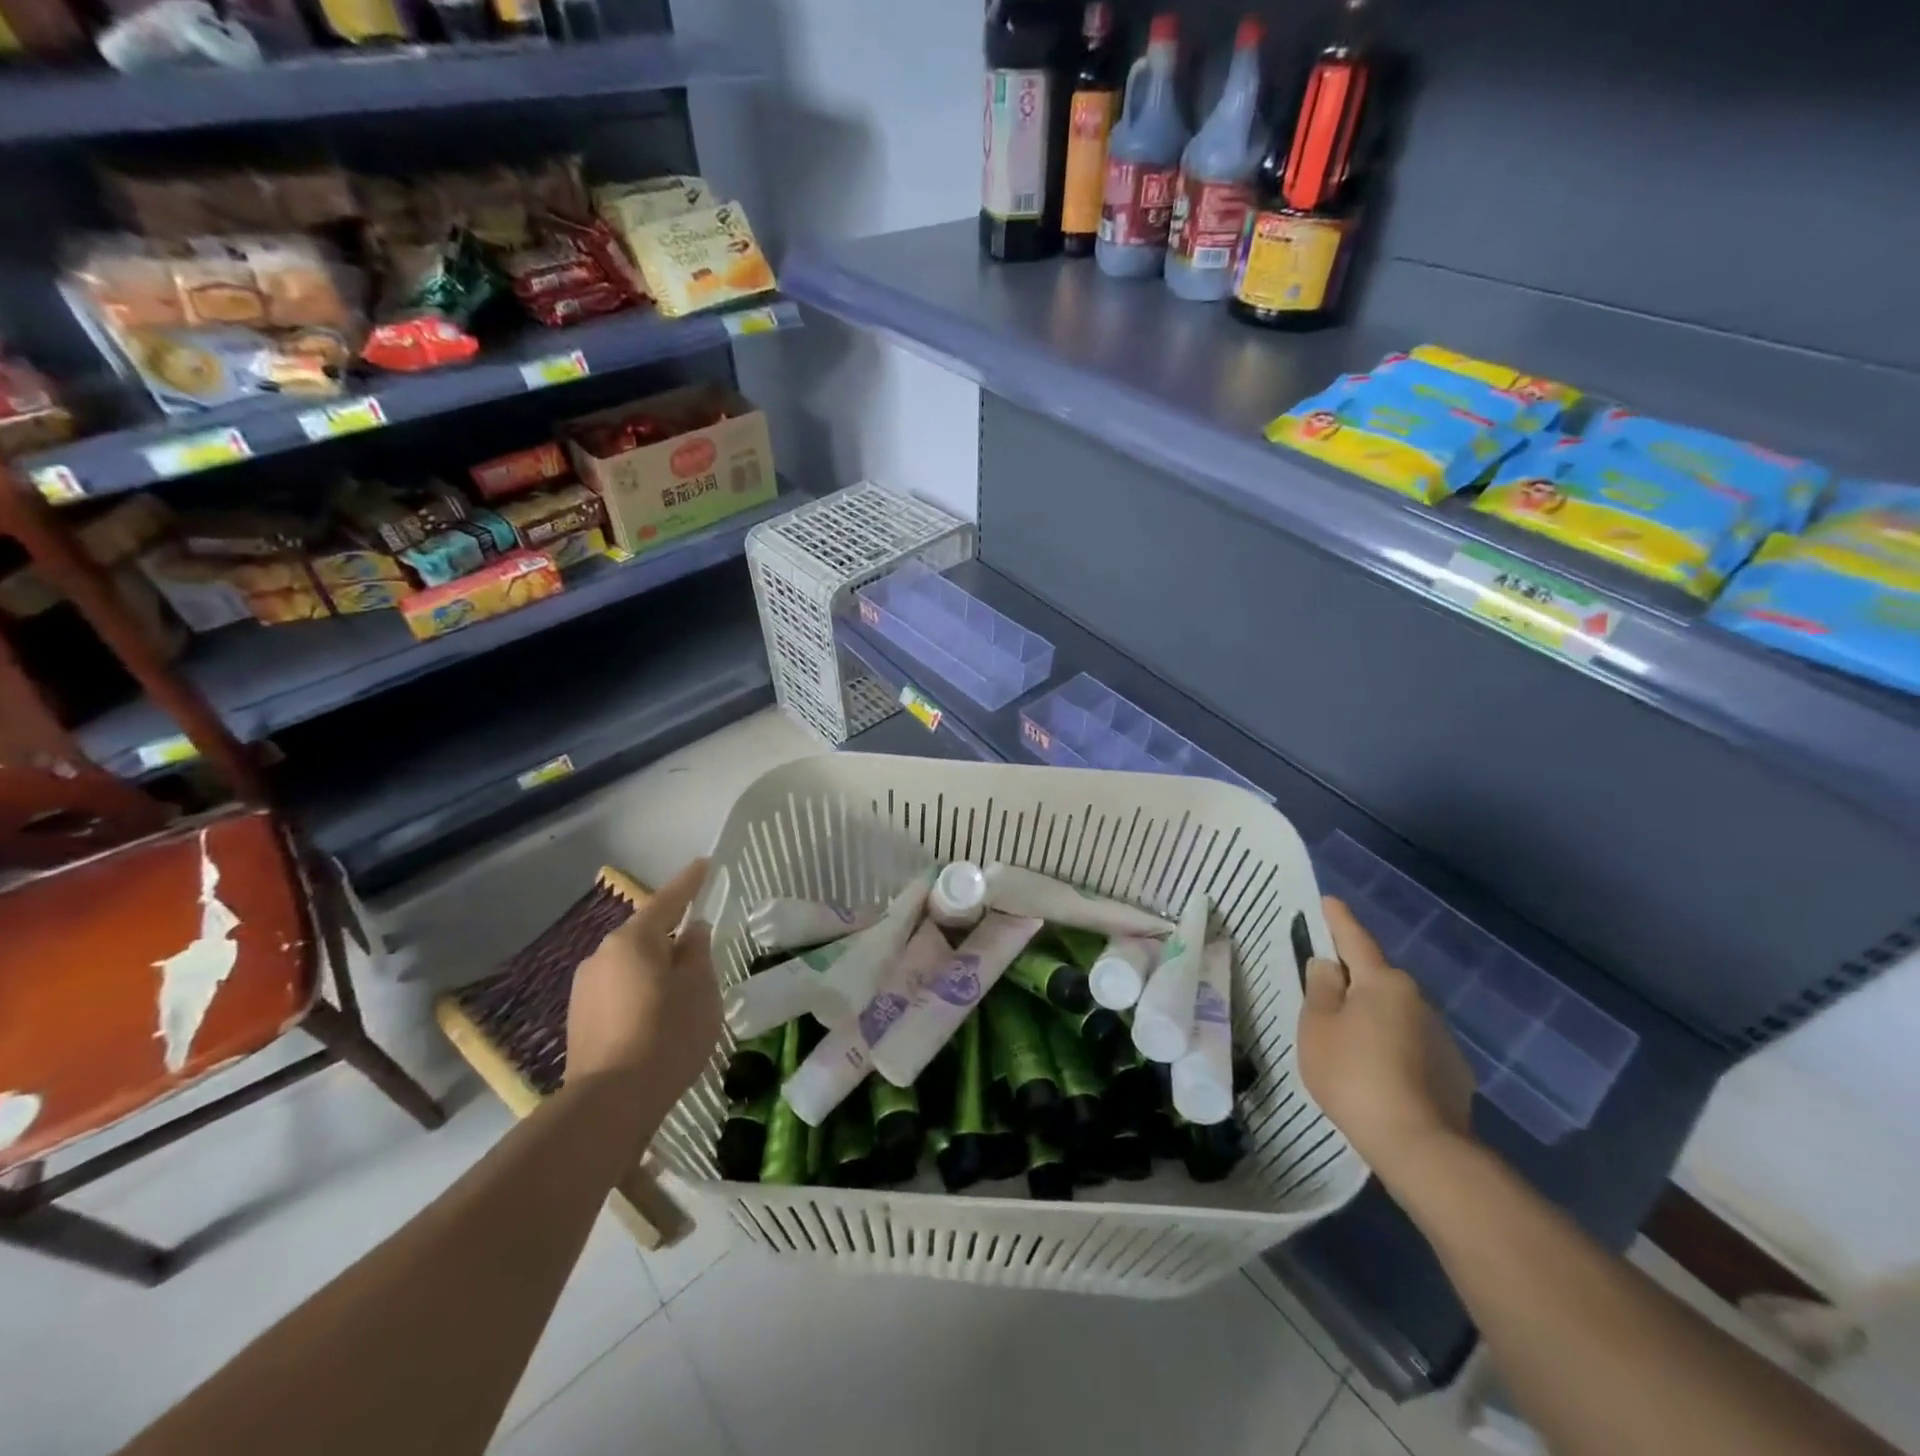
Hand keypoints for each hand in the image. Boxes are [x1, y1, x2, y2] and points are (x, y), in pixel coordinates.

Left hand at [566, 859, 721, 1101]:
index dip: (689, 882)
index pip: (668, 900)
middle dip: (670, 935)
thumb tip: (691, 932)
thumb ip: (698, 953)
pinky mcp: (578, 1019)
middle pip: (644, 934)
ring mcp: (584, 988)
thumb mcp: (700, 989)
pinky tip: (655, 1016)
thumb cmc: (667, 1034)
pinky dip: (638, 993)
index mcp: (633, 940)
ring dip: (653, 967)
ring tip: (679, 989)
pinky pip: (617, 991)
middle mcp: (602, 955)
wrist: (610, 1102)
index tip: (704, 864)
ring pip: (629, 965)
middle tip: (699, 944)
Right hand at [1298, 896, 1475, 1186]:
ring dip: (1372, 1018)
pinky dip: (1392, 1048)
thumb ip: (1320, 989)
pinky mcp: (1453, 1071)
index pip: (1355, 940)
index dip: (1338, 920)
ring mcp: (1441, 1036)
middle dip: (1352, 981)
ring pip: (1394, 1013)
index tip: (1329, 901)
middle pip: (1375, 979)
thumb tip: (1328, 966)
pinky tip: (1379, 1076)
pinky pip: (1411, 1044)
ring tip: (1349, 1046)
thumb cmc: (1354, 1075)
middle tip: (1324, 996)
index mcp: (1382, 982)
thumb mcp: (1317, 1027)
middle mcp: (1417, 999)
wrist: (1420, 1146)